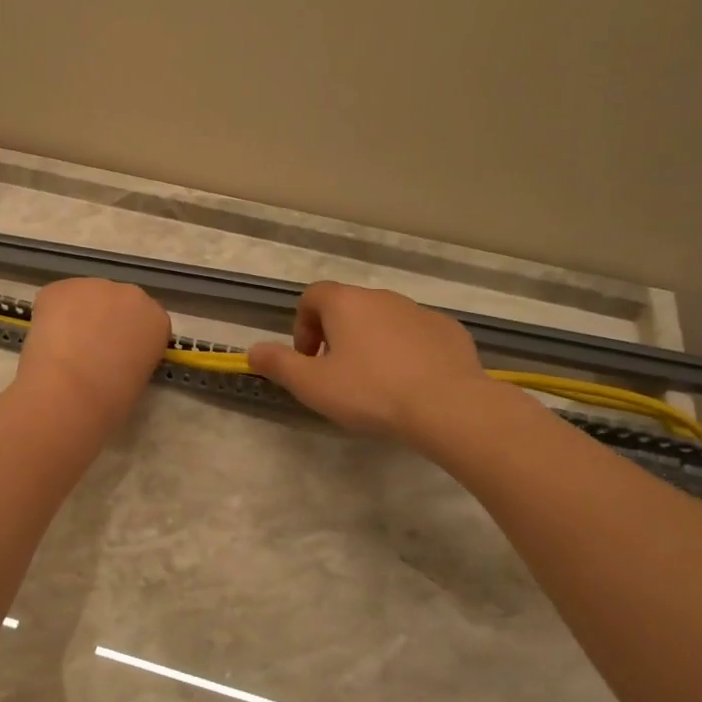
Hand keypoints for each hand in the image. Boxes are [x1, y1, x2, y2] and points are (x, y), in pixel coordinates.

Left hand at [14, 278, 169, 429]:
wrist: (70, 392)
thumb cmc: (111, 400)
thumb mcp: (138, 381)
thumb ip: (133, 358)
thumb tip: (114, 359)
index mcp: (157, 320)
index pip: (147, 323)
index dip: (129, 340)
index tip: (118, 358)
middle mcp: (131, 294)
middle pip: (118, 304)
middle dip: (105, 322)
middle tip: (89, 352)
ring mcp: (94, 286)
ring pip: (85, 299)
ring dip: (77, 317)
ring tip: (64, 349)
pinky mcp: (60, 287)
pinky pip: (56, 299)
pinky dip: (50, 316)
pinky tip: (46, 340)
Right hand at [249, 282, 495, 447]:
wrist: (447, 405)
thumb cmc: (369, 392)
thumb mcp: (311, 385)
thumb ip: (278, 364)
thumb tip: (252, 350)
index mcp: (346, 303)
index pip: (312, 296)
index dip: (302, 326)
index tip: (308, 359)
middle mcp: (382, 297)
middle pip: (348, 307)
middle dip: (336, 336)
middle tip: (337, 375)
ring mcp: (420, 311)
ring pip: (384, 321)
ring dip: (372, 343)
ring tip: (375, 384)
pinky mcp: (449, 331)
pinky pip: (417, 335)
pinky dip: (407, 352)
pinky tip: (410, 384)